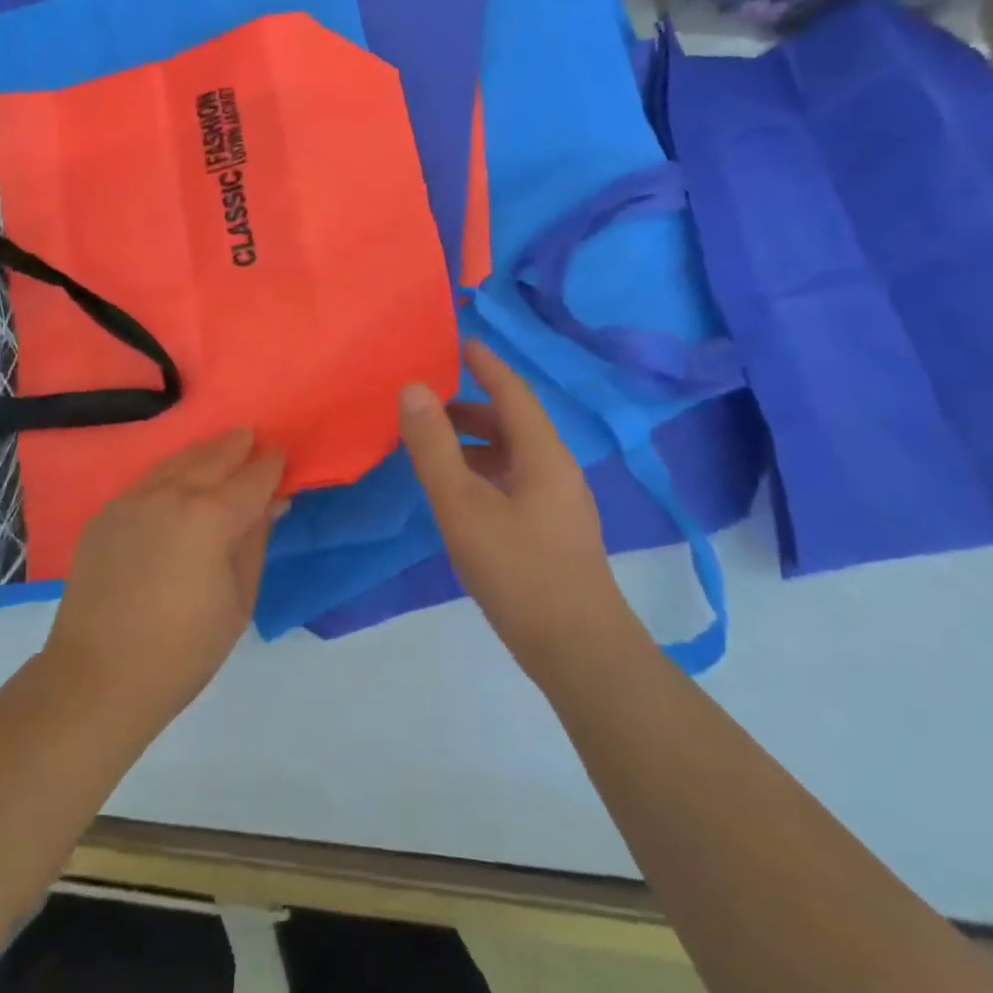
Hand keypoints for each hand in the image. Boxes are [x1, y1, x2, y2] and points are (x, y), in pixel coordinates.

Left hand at [43, 430, 284, 730]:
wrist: (99, 677)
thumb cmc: (184, 650)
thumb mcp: (238, 601)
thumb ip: (255, 542)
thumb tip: (271, 504)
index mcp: (210, 517)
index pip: (251, 479)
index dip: (270, 466)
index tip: (281, 454)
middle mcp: (171, 495)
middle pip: (212, 458)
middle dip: (235, 446)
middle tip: (250, 437)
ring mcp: (132, 501)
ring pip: (175, 462)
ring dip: (202, 452)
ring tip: (220, 446)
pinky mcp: (105, 514)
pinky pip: (146, 481)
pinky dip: (169, 471)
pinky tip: (176, 476)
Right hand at [399, 339, 636, 681]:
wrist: (578, 650)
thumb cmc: (518, 569)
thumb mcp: (462, 504)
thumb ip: (433, 446)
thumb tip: (413, 388)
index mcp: (542, 454)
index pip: (513, 392)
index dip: (487, 365)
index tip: (462, 342)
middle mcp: (557, 470)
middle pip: (514, 423)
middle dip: (471, 408)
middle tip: (428, 405)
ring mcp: (559, 503)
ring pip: (514, 454)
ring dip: (476, 442)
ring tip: (434, 448)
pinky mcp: (553, 531)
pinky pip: (515, 480)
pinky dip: (484, 470)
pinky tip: (460, 495)